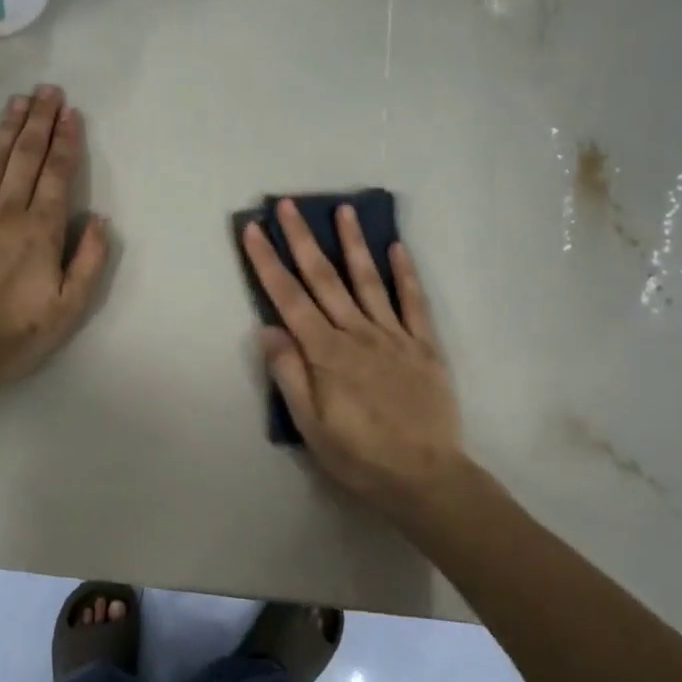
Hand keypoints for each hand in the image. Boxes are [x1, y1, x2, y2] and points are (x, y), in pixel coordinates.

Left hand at [0, 85, 110, 387]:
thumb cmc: (17, 333)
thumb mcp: (70, 307)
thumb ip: (90, 260)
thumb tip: (100, 219)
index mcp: (42, 230)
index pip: (58, 174)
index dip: (67, 141)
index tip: (72, 113)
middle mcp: (7, 211)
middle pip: (27, 156)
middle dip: (41, 120)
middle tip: (49, 90)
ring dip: (9, 127)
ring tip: (21, 100)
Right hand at [241, 200, 462, 517]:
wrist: (426, 477)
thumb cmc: (360, 456)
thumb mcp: (311, 426)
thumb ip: (290, 374)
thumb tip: (267, 327)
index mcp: (326, 353)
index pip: (289, 298)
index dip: (268, 262)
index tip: (254, 229)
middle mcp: (357, 333)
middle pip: (324, 278)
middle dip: (302, 239)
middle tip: (288, 204)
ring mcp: (394, 336)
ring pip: (369, 280)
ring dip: (353, 243)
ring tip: (343, 210)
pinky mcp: (424, 345)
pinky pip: (414, 302)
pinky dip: (406, 273)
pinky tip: (397, 247)